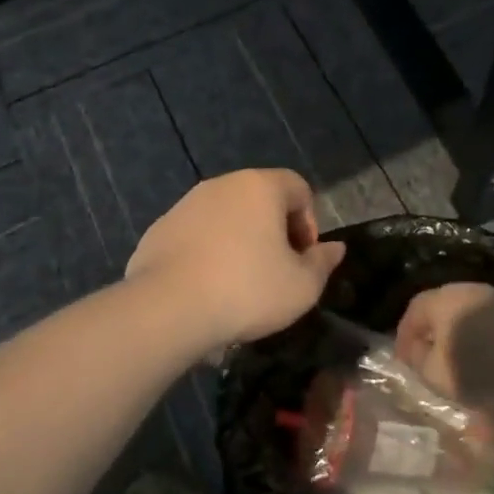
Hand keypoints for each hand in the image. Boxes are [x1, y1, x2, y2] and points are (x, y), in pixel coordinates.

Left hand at [126, 170, 345, 350]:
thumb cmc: (247, 290)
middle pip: (260, 199)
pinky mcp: (159, 229)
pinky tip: (206, 287)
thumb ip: (322, 263)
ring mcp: (185, 204)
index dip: (309, 221)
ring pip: (225, 216)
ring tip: (240, 283)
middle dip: (274, 231)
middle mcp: (221, 185)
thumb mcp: (302, 286)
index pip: (298, 187)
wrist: (167, 308)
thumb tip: (335, 248)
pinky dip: (207, 252)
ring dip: (239, 241)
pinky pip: (196, 235)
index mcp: (260, 187)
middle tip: (277, 270)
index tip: (303, 258)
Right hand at [396, 282, 493, 408]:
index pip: (414, 309)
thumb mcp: (437, 374)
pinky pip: (481, 320)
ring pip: (461, 314)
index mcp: (444, 300)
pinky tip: (477, 358)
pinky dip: (473, 337)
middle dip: (428, 333)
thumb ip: (417, 359)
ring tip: (450, 360)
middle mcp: (466, 291)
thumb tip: (414, 349)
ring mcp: (493, 299)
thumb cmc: (483, 370)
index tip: (403, 359)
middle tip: (423, 357)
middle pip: (438, 308)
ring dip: (452, 335)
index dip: (404, 334)